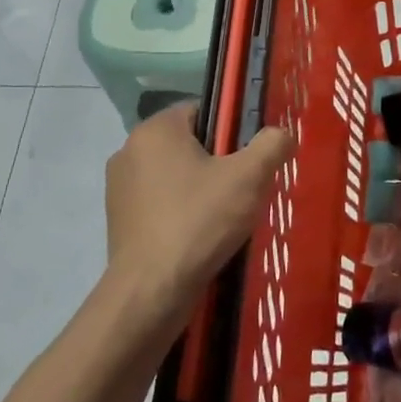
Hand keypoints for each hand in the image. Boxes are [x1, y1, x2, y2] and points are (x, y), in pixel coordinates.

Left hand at [103, 103, 291, 323]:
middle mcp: (129, 150)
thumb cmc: (200, 221)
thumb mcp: (250, 177)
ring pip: (176, 175)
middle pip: (190, 143)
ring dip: (202, 188)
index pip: (203, 110)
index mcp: (155, 130)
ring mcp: (119, 188)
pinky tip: (203, 236)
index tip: (251, 157)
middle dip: (220, 162)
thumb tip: (280, 134)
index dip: (233, 130)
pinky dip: (183, 212)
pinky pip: (162, 203)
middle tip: (246, 188)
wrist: (151, 291)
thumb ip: (272, 144)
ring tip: (228, 216)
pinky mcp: (120, 221)